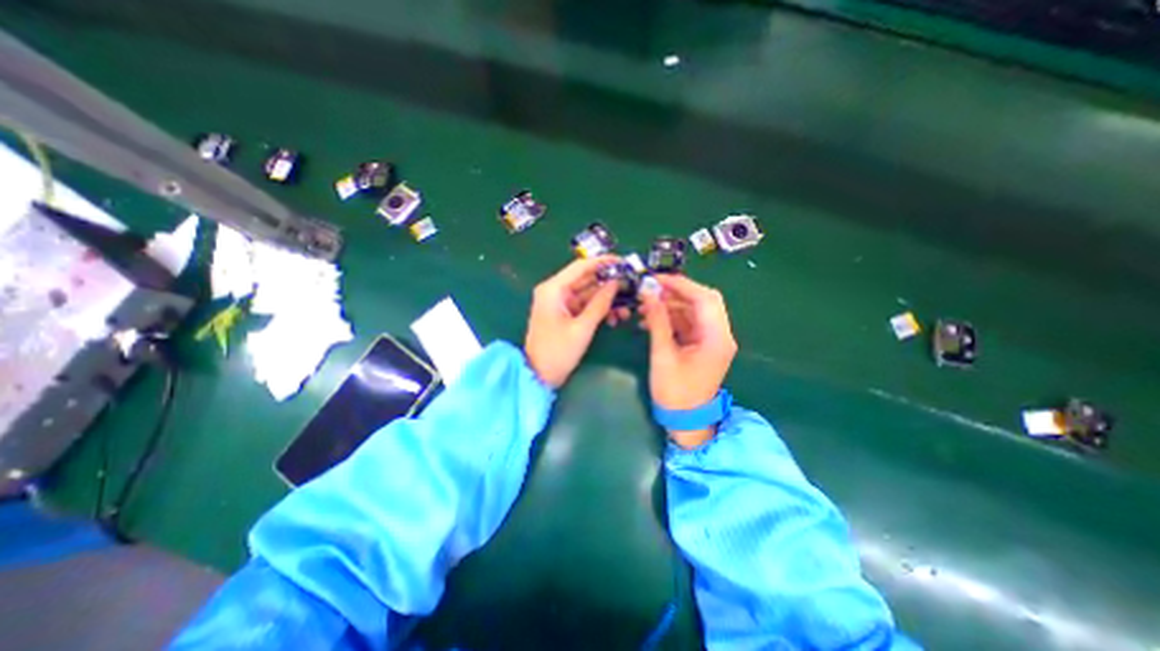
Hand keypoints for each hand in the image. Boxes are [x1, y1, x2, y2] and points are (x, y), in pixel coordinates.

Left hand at [523, 256, 619, 387]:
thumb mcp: (582, 328)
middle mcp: (555, 291)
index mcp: (553, 289)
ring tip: (626, 310)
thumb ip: (600, 304)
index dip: (603, 262)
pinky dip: (599, 310)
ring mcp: (560, 303)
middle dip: (609, 284)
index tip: (624, 262)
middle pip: (586, 280)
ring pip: (588, 294)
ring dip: (607, 300)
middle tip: (631, 286)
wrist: (539, 376)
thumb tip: (616, 283)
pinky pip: (585, 306)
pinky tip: (614, 318)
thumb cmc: (557, 352)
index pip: (581, 267)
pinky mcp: (565, 314)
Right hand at [639, 274, 736, 447]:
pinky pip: (689, 322)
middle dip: (677, 292)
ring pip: (695, 310)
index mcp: (716, 338)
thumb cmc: (675, 392)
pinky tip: (651, 319)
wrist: (686, 421)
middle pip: (703, 300)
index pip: (704, 299)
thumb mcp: (663, 355)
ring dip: (672, 304)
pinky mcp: (703, 344)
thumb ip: (657, 322)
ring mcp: (713, 339)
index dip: (681, 285)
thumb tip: (648, 294)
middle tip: (652, 288)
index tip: (656, 279)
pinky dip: (672, 317)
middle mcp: (720, 334)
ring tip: (646, 304)